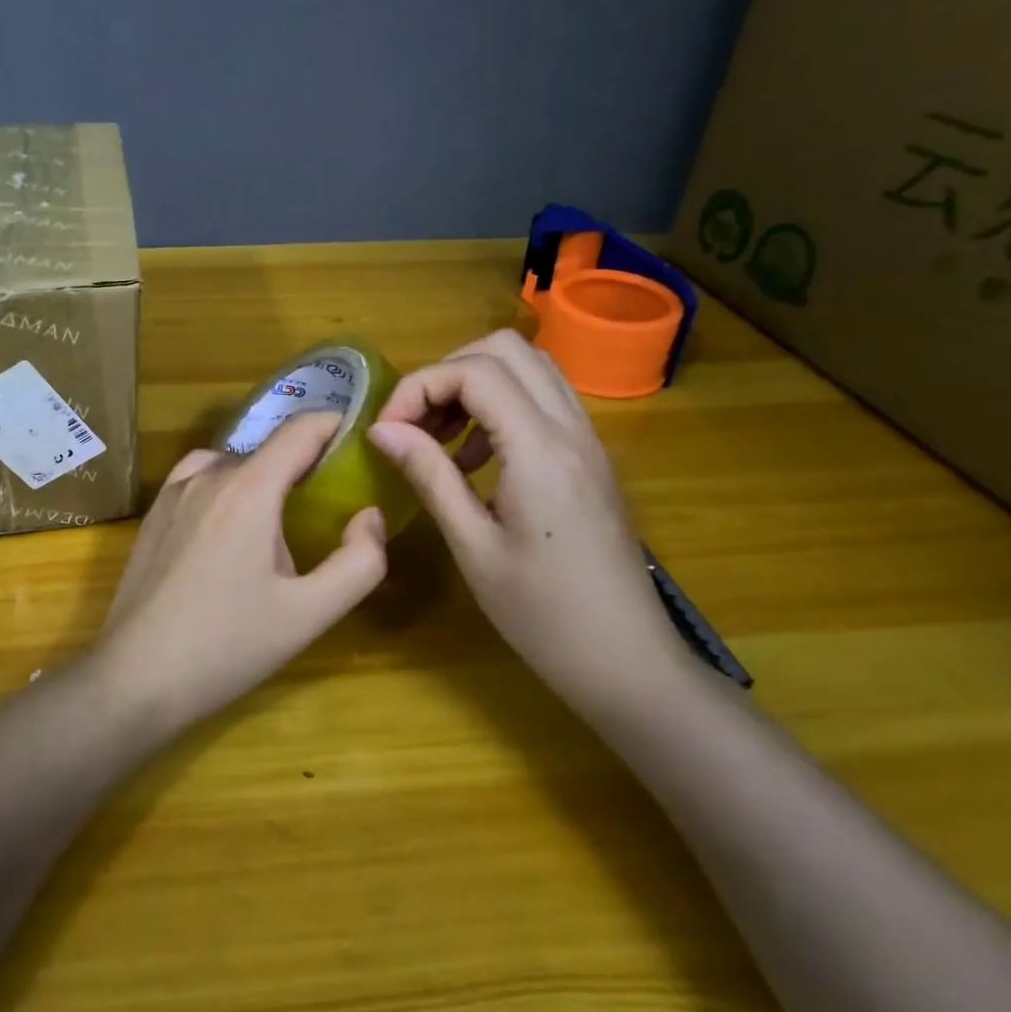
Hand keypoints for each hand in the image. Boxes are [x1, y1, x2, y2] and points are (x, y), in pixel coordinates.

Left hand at [94, 410, 388, 727]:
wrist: (136, 676)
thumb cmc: (227, 646)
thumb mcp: (308, 614)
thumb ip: (357, 563)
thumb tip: (369, 516)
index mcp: (249, 490)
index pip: (300, 430)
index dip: (336, 426)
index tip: (361, 442)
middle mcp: (207, 476)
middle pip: (268, 450)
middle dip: (304, 464)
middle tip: (330, 500)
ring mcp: (172, 492)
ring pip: (232, 464)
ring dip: (263, 477)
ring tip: (281, 516)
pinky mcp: (152, 514)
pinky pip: (199, 479)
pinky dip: (226, 486)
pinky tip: (229, 526)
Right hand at [367, 330, 685, 704]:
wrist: (627, 662)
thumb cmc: (542, 615)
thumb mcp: (472, 547)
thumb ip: (429, 475)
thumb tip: (382, 429)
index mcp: (540, 449)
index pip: (474, 371)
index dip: (420, 386)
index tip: (387, 430)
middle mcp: (570, 428)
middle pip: (505, 349)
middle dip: (447, 372)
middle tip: (415, 423)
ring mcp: (587, 439)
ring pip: (529, 367)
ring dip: (475, 385)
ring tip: (439, 438)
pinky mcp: (591, 457)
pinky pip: (543, 400)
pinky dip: (500, 406)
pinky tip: (475, 460)